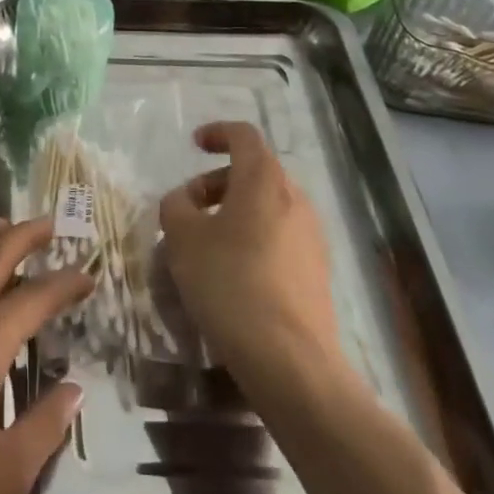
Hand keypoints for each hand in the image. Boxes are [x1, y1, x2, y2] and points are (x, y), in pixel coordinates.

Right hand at [158, 122, 344, 393]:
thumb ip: (176, 206)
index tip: (194, 145)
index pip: (243, 135)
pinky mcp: (317, 271)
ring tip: (206, 245)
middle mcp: (295, 198)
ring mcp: (311, 236)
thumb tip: (184, 201)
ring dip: (235, 213)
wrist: (290, 361)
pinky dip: (253, 239)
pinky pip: (280, 237)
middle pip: (255, 172)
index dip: (217, 133)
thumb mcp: (183, 238)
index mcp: (263, 179)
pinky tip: (233, 274)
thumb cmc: (230, 283)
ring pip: (268, 206)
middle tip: (190, 208)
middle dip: (218, 182)